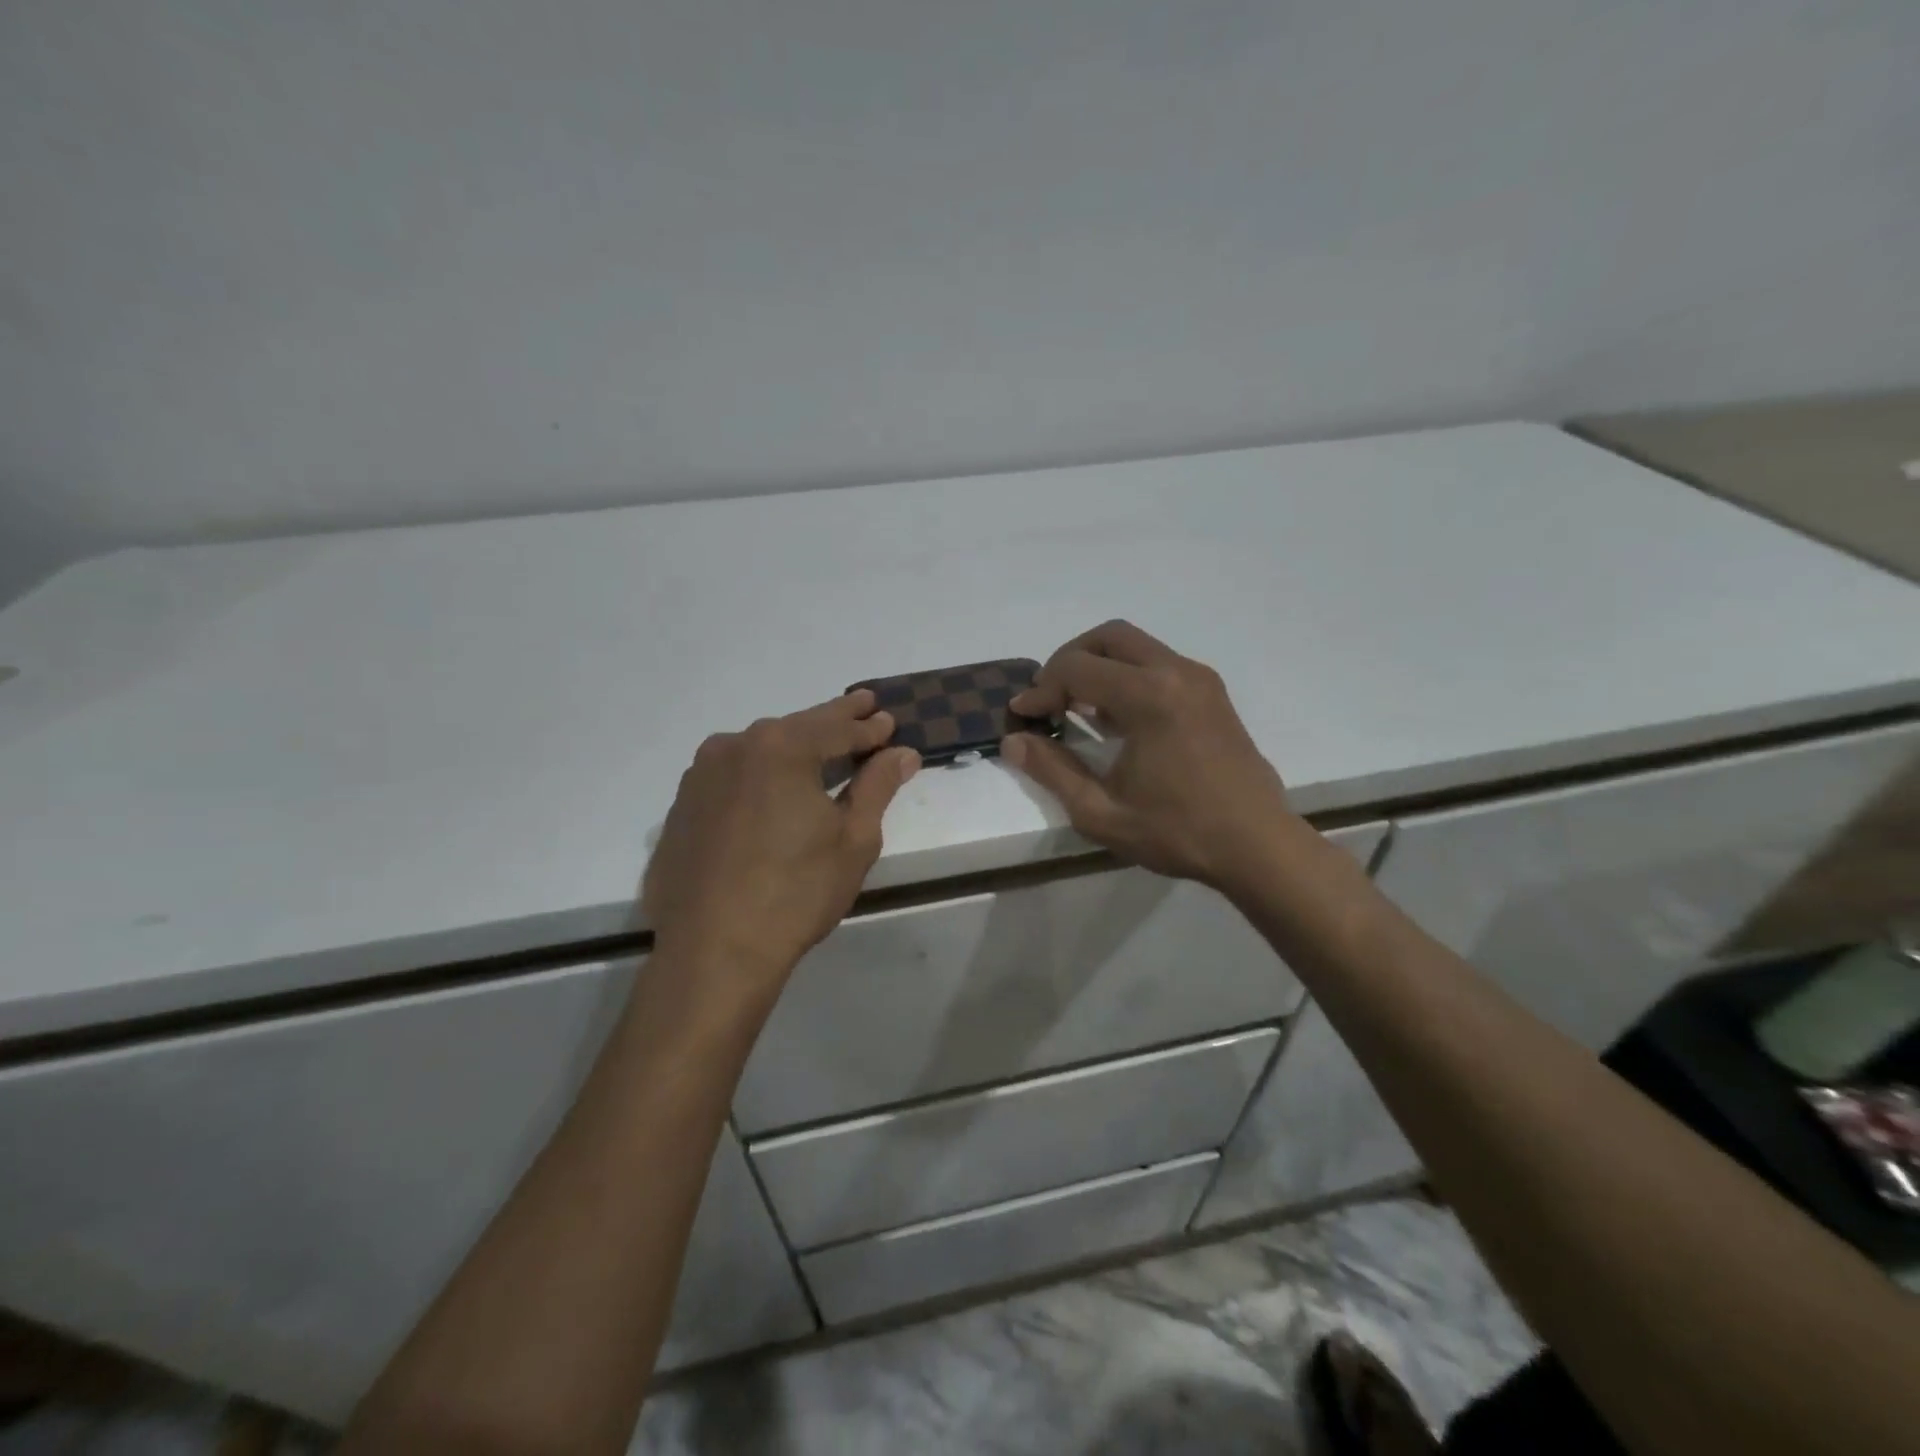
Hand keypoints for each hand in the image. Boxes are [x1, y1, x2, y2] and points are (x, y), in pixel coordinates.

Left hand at [644, 691, 919, 1000]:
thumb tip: (902, 752)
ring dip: (794, 747)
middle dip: (833, 721)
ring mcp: (700, 776)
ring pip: (760, 750)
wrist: (712, 952)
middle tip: (862, 707)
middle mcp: (734, 747)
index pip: (836, 727)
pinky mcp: (682, 808)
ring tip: (822, 747)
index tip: (890, 720)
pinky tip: (774, 789)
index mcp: (780, 747)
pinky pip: (732, 777)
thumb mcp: (853, 839)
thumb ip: (877, 785)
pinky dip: (761, 774)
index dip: (868, 727)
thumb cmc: (796, 892)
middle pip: (796, 729)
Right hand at [1001, 620, 1296, 892]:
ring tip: (1077, 707)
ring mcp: (1199, 679)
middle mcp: (1176, 672)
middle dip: (1069, 660)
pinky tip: (1116, 717)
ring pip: (1136, 645)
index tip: (1023, 717)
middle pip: (1108, 637)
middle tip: (1049, 698)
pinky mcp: (1212, 693)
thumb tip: (1015, 741)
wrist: (1258, 845)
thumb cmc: (1178, 832)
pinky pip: (1158, 663)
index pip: (1077, 669)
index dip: (1041, 690)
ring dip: (1099, 665)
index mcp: (1149, 696)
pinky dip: (1127, 674)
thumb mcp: (1101, 812)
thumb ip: (1052, 770)